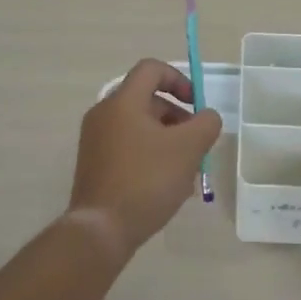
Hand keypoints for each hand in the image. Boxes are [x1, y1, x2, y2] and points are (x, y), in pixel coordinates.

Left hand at [68, 59, 222, 255]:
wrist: (101, 230)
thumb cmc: (146, 181)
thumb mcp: (188, 149)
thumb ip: (206, 124)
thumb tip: (206, 118)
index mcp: (123, 102)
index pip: (152, 69)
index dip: (179, 79)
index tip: (195, 106)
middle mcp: (103, 114)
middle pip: (147, 99)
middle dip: (177, 116)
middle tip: (195, 143)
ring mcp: (95, 140)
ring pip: (139, 126)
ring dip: (166, 138)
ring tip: (184, 169)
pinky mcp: (94, 164)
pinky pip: (127, 146)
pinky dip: (149, 154)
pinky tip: (165, 184)